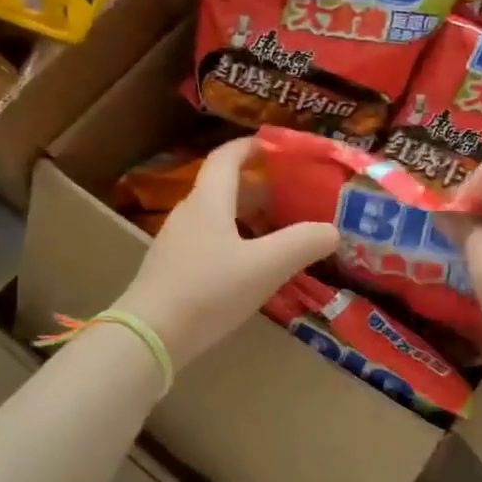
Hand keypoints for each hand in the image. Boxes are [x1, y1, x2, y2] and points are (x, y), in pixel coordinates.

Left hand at [114, 136, 337, 369]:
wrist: (150, 337)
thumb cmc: (209, 291)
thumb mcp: (265, 267)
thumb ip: (302, 243)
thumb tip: (332, 230)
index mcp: (208, 201)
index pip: (227, 157)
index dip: (251, 146)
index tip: (276, 145)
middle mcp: (189, 214)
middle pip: (223, 187)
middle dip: (257, 185)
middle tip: (291, 192)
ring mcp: (177, 243)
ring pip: (216, 216)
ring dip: (246, 215)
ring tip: (278, 227)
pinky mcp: (173, 270)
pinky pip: (209, 241)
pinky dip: (234, 240)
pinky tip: (251, 265)